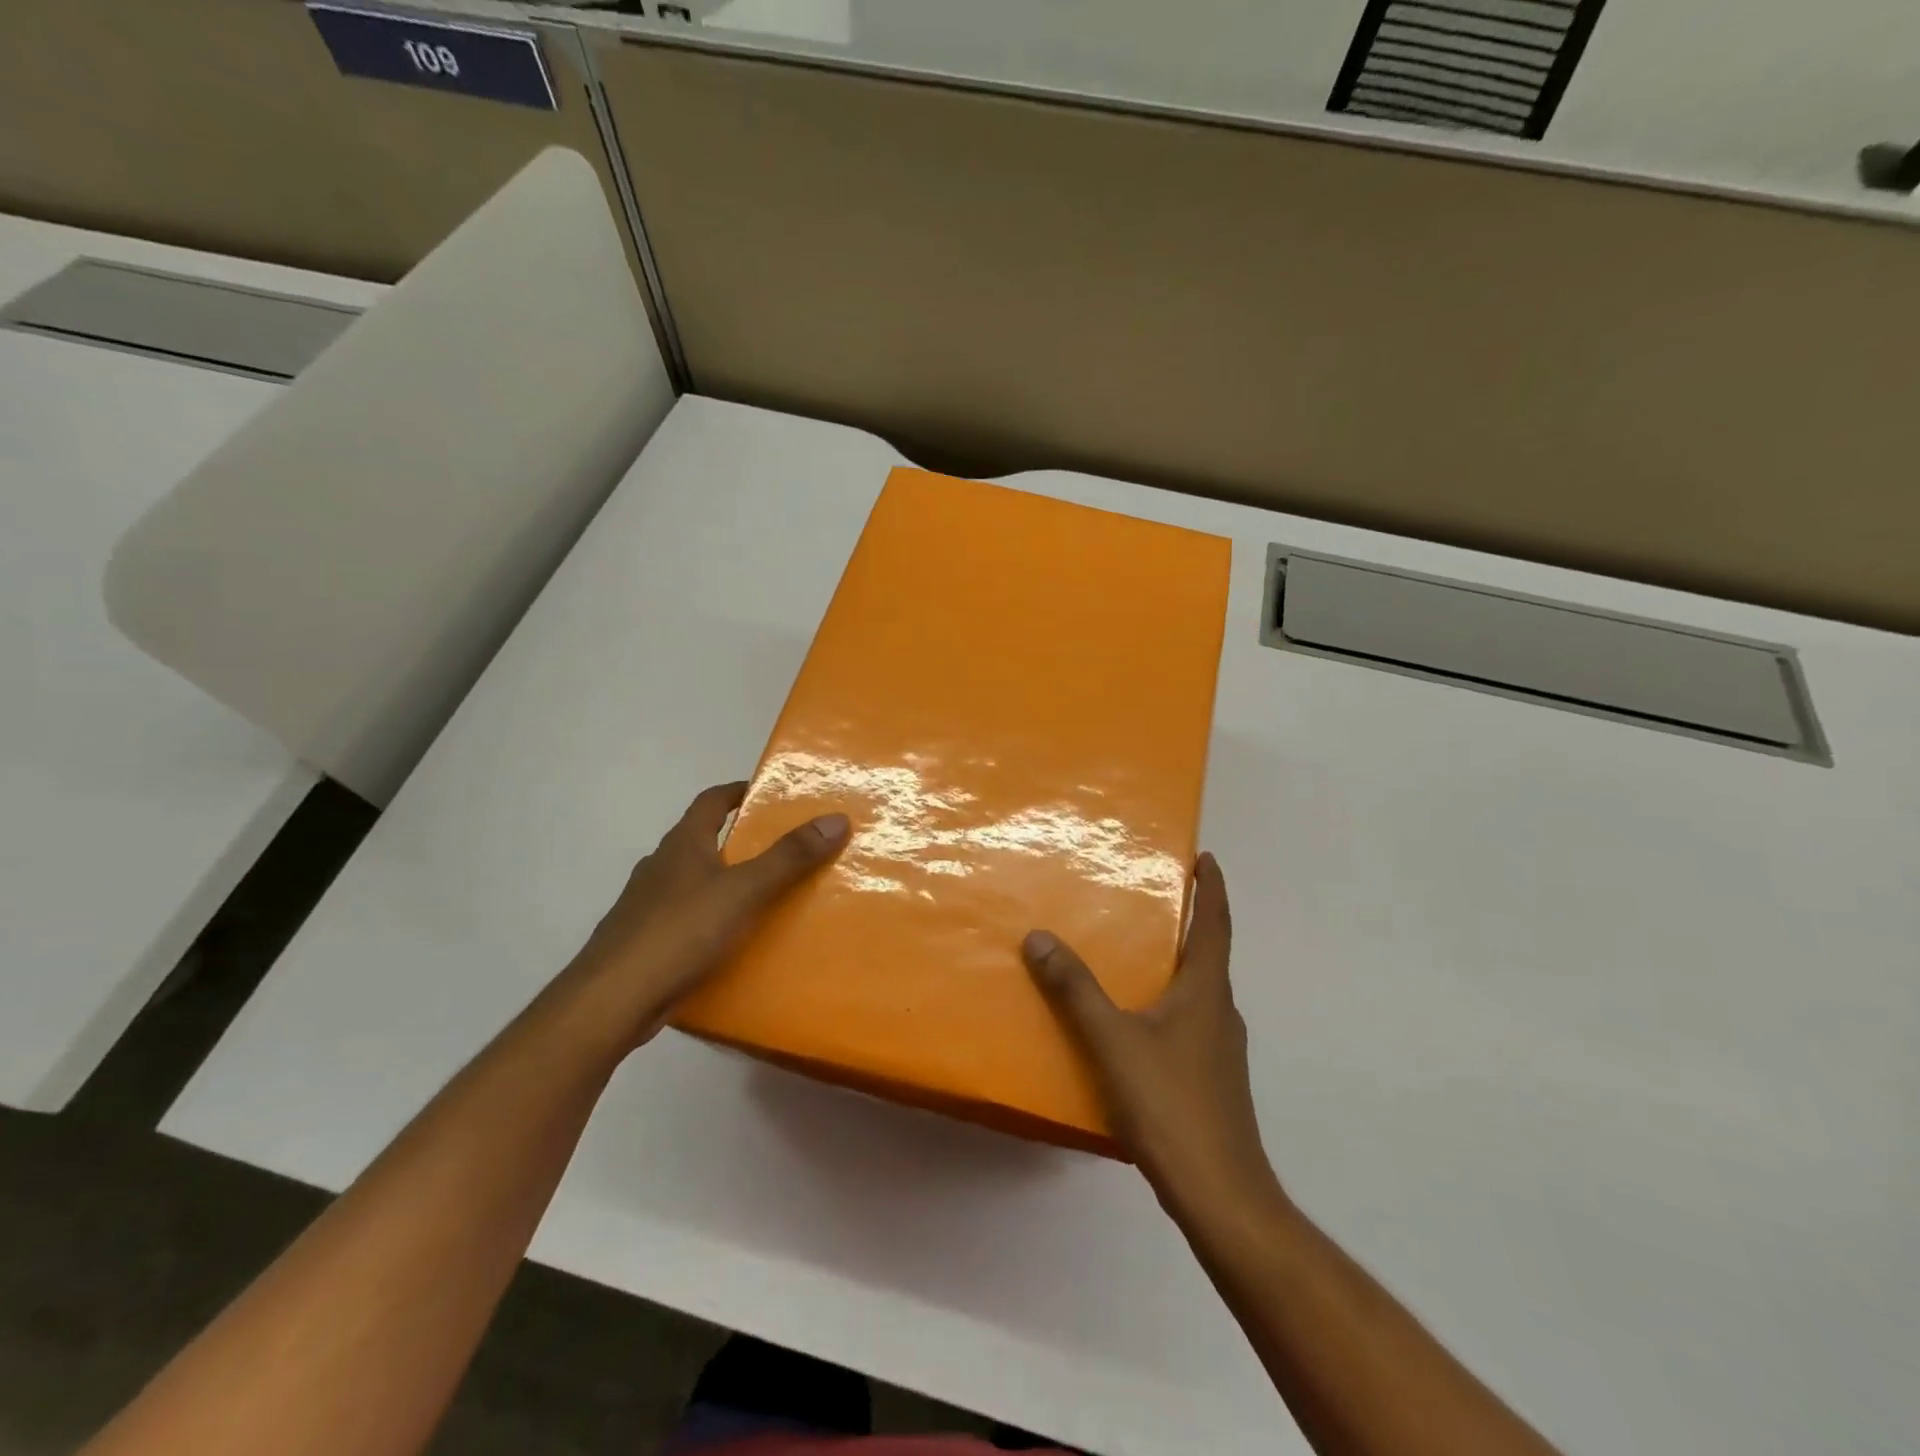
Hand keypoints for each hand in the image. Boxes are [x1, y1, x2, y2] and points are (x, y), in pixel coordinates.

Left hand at [569, 781, 848, 1047]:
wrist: (611, 1000)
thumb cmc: (680, 932)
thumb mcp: (744, 890)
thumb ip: (789, 857)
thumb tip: (836, 818)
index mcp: (682, 844)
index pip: (711, 801)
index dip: (737, 791)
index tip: (768, 793)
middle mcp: (660, 867)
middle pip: (703, 841)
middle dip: (739, 841)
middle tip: (782, 850)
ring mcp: (646, 906)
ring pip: (694, 883)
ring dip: (725, 883)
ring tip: (766, 898)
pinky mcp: (644, 943)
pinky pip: (687, 920)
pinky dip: (711, 921)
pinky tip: (732, 943)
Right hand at [1023, 853, 1282, 1225]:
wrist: (1221, 1194)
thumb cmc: (1171, 1104)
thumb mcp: (1113, 1042)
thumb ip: (1075, 990)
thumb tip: (1039, 937)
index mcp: (1207, 991)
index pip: (1216, 924)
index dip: (1213, 888)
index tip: (1206, 858)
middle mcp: (1221, 1012)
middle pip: (1209, 955)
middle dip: (1189, 922)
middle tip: (1154, 898)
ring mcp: (1221, 1049)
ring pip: (1199, 992)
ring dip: (1176, 965)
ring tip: (1137, 955)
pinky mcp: (1213, 1079)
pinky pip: (1189, 1023)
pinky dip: (1167, 1004)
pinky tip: (1136, 1024)